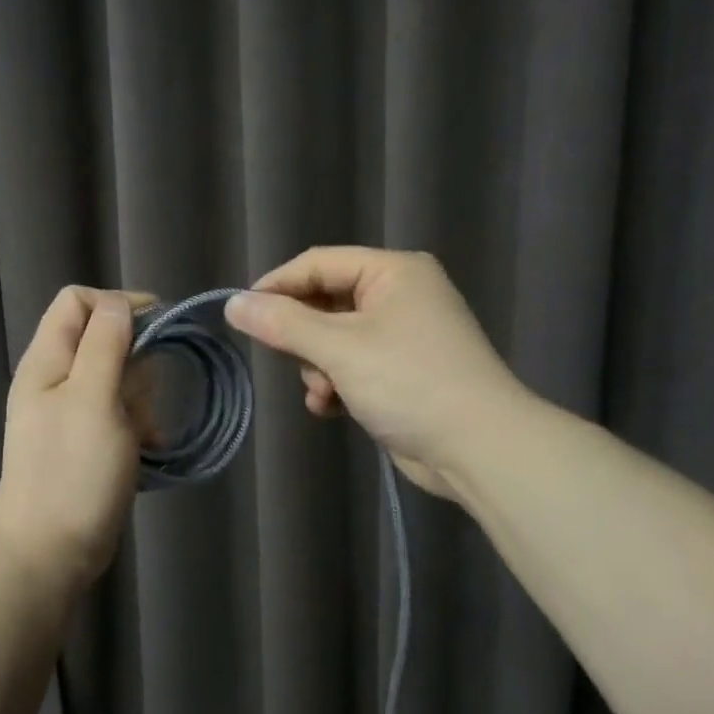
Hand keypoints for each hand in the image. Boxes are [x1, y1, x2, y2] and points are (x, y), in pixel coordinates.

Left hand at [0, 286, 155, 593]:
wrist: (49, 554)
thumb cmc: (72, 470)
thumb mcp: (93, 398)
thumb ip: (106, 344)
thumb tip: (120, 304)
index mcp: (47, 360)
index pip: (78, 301)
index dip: (118, 304)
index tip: (158, 325)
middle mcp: (55, 379)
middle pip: (102, 338)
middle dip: (134, 359)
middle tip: (143, 391)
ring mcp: (70, 412)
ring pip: (118, 378)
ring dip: (140, 398)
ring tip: (143, 429)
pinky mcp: (87, 442)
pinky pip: (120, 414)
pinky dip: (138, 424)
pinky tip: (150, 447)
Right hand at [224, 248, 525, 501]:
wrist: (481, 449)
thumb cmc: (410, 382)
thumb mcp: (340, 348)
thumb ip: (283, 323)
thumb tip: (232, 304)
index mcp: (393, 271)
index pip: (317, 263)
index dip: (276, 286)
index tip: (241, 315)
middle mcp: (400, 295)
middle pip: (325, 300)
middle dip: (303, 336)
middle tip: (288, 359)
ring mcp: (404, 335)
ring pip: (335, 337)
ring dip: (318, 365)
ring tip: (321, 391)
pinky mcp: (404, 372)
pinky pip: (353, 364)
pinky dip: (337, 382)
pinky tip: (329, 407)